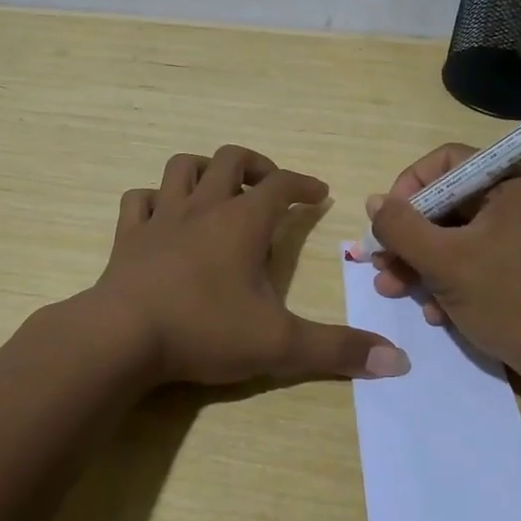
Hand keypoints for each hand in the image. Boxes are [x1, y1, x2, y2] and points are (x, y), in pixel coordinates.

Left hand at [89, 145, 409, 388]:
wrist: (122, 336)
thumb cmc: (204, 329)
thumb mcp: (279, 344)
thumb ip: (337, 350)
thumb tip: (398, 360)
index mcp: (242, 222)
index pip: (280, 185)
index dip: (303, 184)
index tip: (318, 193)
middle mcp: (202, 207)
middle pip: (230, 160)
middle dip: (256, 166)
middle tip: (269, 187)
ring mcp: (161, 217)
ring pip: (182, 167)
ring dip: (204, 170)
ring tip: (218, 190)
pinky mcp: (128, 236)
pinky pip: (138, 199)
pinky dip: (153, 199)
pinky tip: (162, 215)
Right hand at [366, 144, 520, 391]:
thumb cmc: (512, 301)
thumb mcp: (445, 262)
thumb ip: (401, 227)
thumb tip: (374, 202)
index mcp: (518, 180)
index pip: (447, 163)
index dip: (408, 189)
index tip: (386, 224)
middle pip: (451, 202)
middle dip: (410, 237)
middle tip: (380, 264)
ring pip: (461, 234)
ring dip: (424, 262)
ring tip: (393, 290)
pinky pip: (481, 257)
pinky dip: (453, 278)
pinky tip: (435, 311)